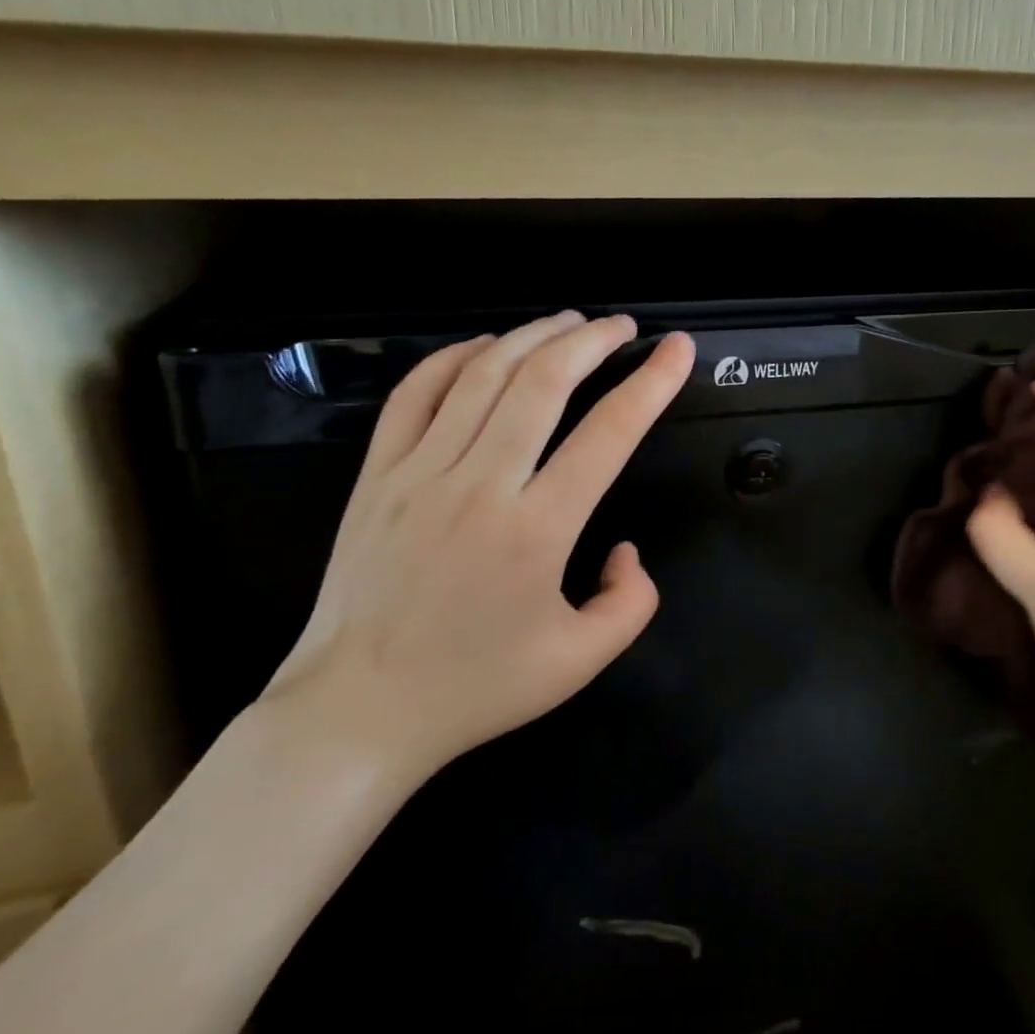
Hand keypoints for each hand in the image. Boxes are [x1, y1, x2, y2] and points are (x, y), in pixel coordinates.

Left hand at [260, 311, 695, 797]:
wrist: (358, 710)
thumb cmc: (475, 688)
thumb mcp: (579, 663)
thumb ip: (630, 603)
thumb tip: (626, 549)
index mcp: (536, 531)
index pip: (608, 434)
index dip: (651, 383)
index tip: (676, 349)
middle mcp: (479, 487)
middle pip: (543, 383)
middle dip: (591, 341)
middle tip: (621, 326)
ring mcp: (419, 474)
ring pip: (481, 376)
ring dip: (532, 337)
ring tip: (567, 322)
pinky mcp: (376, 475)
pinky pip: (414, 394)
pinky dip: (452, 357)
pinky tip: (485, 346)